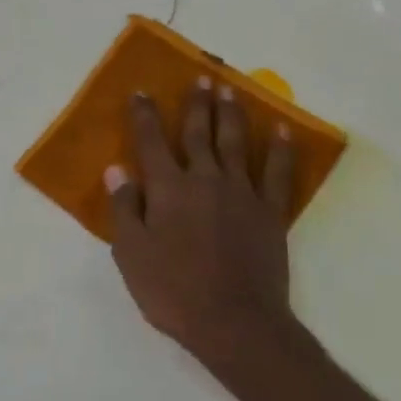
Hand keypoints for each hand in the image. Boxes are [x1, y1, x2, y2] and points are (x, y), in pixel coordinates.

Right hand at [105, 80, 311, 376]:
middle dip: (196, 104)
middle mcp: (204, 180)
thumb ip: (124, 208)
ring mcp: (242, 194)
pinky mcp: (270, 213)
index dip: (144, 115)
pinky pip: (279, 174)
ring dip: (231, 114)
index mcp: (167, 189)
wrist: (234, 322)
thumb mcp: (131, 254)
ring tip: (230, 90)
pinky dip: (281, 150)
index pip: (150, 142)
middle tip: (200, 77)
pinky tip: (283, 131)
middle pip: (198, 133)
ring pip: (235, 144)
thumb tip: (117, 169)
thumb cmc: (173, 291)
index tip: (141, 92)